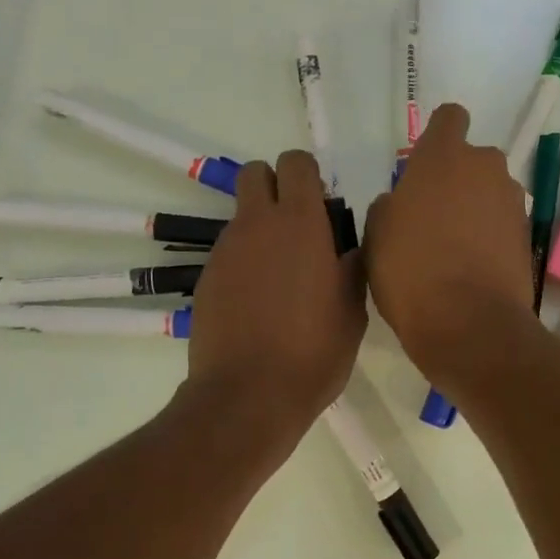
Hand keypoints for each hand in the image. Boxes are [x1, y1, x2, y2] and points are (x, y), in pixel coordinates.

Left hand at [186, 149, 366, 434]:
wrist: (249, 395)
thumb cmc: (314, 352)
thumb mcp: (353, 309)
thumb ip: (352, 264)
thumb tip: (350, 244)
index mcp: (300, 223)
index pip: (296, 164)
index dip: (309, 176)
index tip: (323, 207)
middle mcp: (257, 225)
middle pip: (256, 174)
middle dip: (276, 186)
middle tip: (299, 228)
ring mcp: (225, 251)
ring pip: (242, 216)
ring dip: (262, 230)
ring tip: (282, 280)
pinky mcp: (206, 279)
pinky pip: (229, 253)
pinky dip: (245, 263)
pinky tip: (258, 304)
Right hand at [365, 104, 532, 382]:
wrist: (469, 324)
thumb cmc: (410, 271)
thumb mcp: (376, 234)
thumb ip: (391, 205)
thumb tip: (404, 203)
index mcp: (444, 156)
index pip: (449, 118)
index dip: (437, 137)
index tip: (422, 168)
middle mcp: (486, 167)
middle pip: (471, 161)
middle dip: (455, 180)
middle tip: (430, 218)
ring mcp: (512, 202)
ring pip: (488, 193)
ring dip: (473, 210)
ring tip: (450, 250)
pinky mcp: (527, 236)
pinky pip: (501, 225)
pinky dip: (488, 238)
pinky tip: (469, 268)